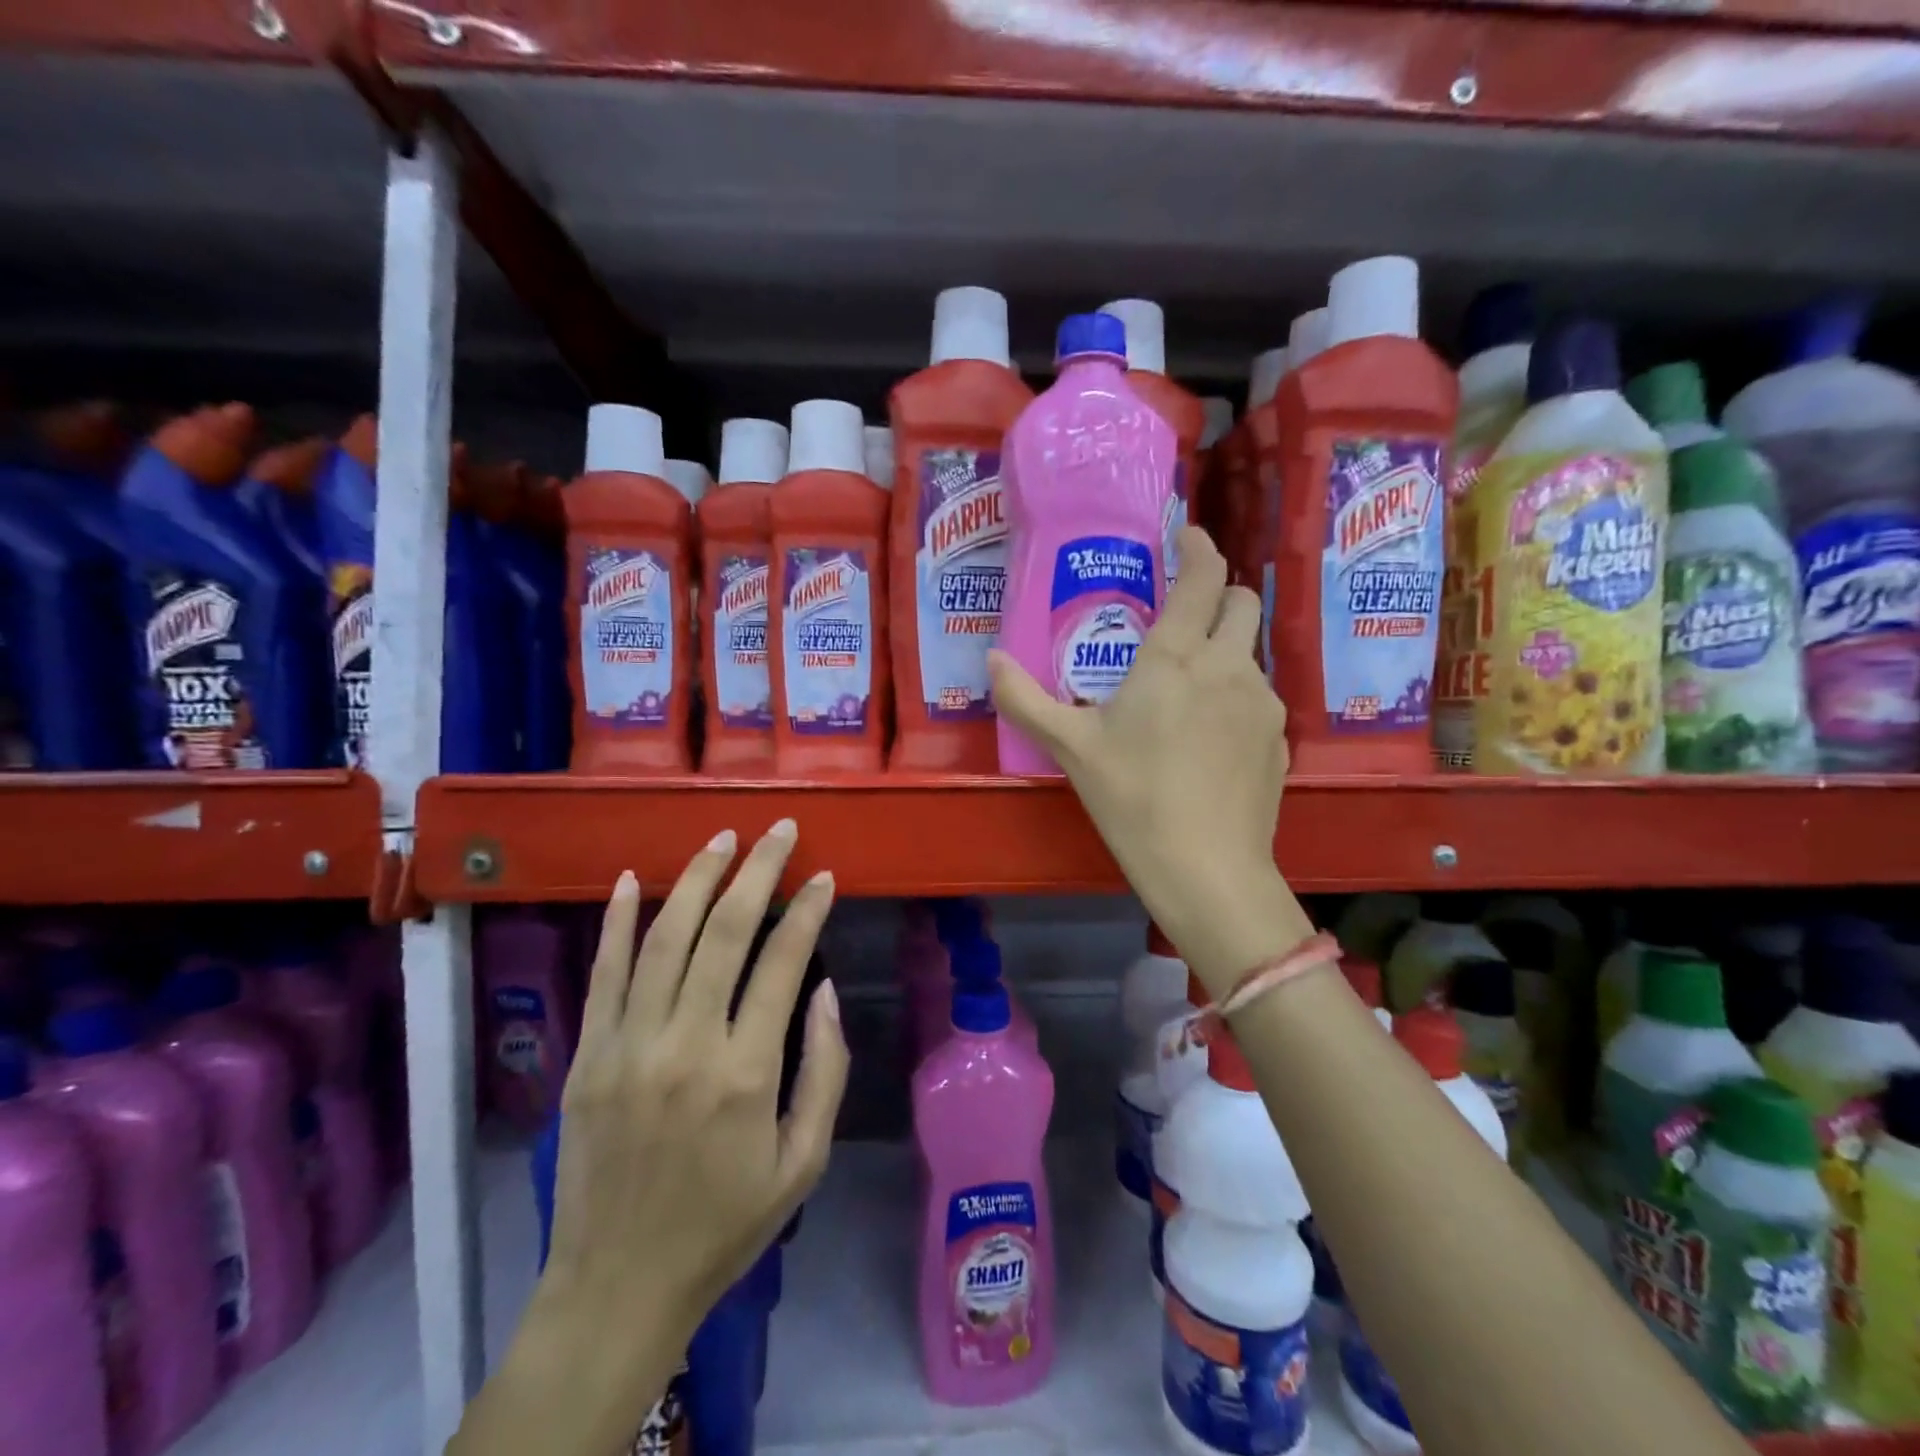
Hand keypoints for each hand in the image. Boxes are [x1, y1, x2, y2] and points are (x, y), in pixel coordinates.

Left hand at [544, 821, 848, 1346]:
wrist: (618, 1285)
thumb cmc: (725, 1224)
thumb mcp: (804, 1161)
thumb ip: (824, 1069)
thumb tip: (822, 988)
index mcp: (745, 1073)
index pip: (781, 962)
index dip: (808, 910)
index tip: (824, 876)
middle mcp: (685, 1044)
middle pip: (724, 932)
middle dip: (757, 870)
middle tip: (779, 830)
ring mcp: (627, 1044)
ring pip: (664, 938)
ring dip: (697, 879)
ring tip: (723, 838)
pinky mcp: (588, 1054)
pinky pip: (604, 973)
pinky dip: (617, 921)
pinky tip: (631, 880)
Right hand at [988, 527, 1297, 986]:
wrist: (1207, 869)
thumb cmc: (1133, 798)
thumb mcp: (1070, 748)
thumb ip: (1025, 699)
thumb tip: (990, 660)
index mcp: (1177, 657)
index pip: (1202, 577)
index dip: (1197, 546)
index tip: (1185, 535)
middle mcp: (1229, 666)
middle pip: (1241, 602)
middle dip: (1216, 595)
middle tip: (1181, 617)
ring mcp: (1263, 702)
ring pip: (1249, 653)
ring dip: (1222, 650)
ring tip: (1185, 690)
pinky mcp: (1279, 739)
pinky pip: (1258, 696)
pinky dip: (1234, 696)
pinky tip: (1208, 738)